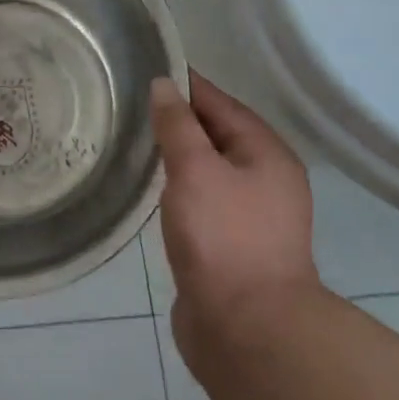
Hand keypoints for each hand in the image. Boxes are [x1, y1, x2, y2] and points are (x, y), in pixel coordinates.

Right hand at [151, 72, 320, 368]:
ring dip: (177, 153)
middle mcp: (265, 180)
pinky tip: (151, 185)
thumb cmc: (224, 238)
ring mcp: (249, 216)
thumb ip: (177, 124)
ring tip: (135, 137)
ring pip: (208, 169)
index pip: (222, 104)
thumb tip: (164, 85)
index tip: (148, 67)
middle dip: (179, 118)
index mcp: (267, 155)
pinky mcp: (229, 246)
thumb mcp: (196, 169)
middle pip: (217, 134)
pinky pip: (201, 199)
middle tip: (131, 101)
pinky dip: (178, 186)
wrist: (247, 331)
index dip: (186, 84)